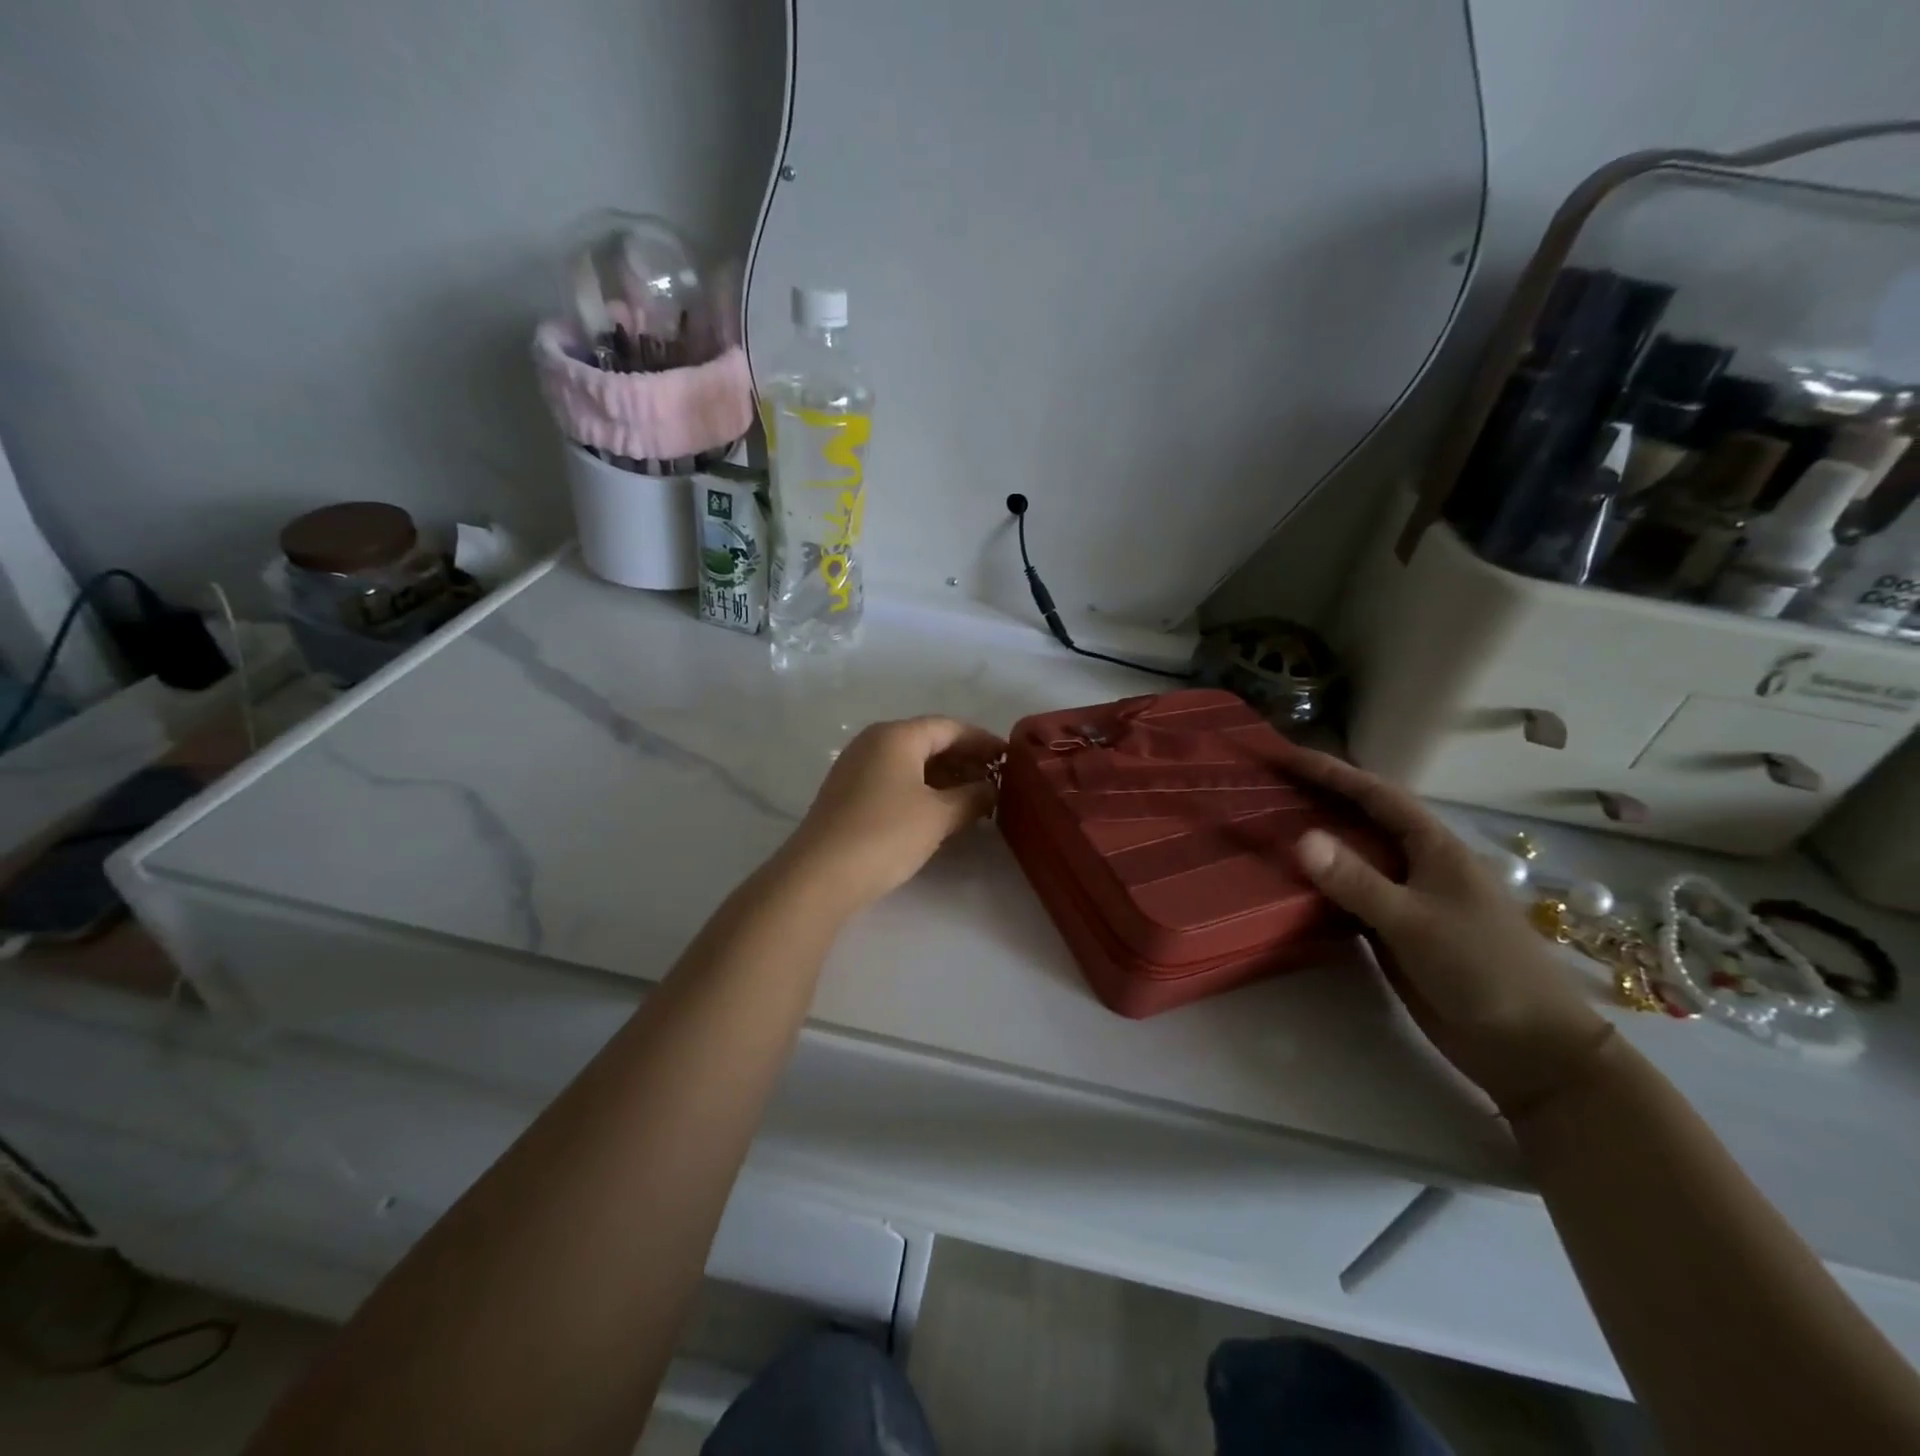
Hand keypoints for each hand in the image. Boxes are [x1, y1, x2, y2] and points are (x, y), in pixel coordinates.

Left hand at [780, 716, 1005, 913]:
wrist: (820, 875)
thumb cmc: (886, 834)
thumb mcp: (939, 815)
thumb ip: (972, 797)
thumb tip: (991, 789)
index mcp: (896, 736)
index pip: (950, 727)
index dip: (983, 741)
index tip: (1009, 759)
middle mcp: (874, 742)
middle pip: (929, 741)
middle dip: (965, 760)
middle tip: (995, 782)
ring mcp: (857, 767)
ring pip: (911, 763)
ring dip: (945, 777)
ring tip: (974, 800)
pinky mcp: (848, 794)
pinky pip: (895, 780)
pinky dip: (922, 790)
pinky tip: (940, 812)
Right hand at [1283, 746, 1612, 1118]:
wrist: (1528, 1048)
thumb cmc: (1482, 970)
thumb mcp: (1415, 921)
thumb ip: (1357, 880)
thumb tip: (1300, 837)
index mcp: (1433, 847)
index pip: (1375, 795)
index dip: (1330, 771)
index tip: (1284, 756)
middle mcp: (1418, 864)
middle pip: (1361, 819)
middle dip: (1317, 799)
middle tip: (1265, 786)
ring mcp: (1407, 898)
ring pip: (1352, 858)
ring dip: (1313, 842)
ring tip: (1265, 826)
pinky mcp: (1394, 931)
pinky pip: (1348, 896)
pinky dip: (1318, 884)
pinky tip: (1286, 883)